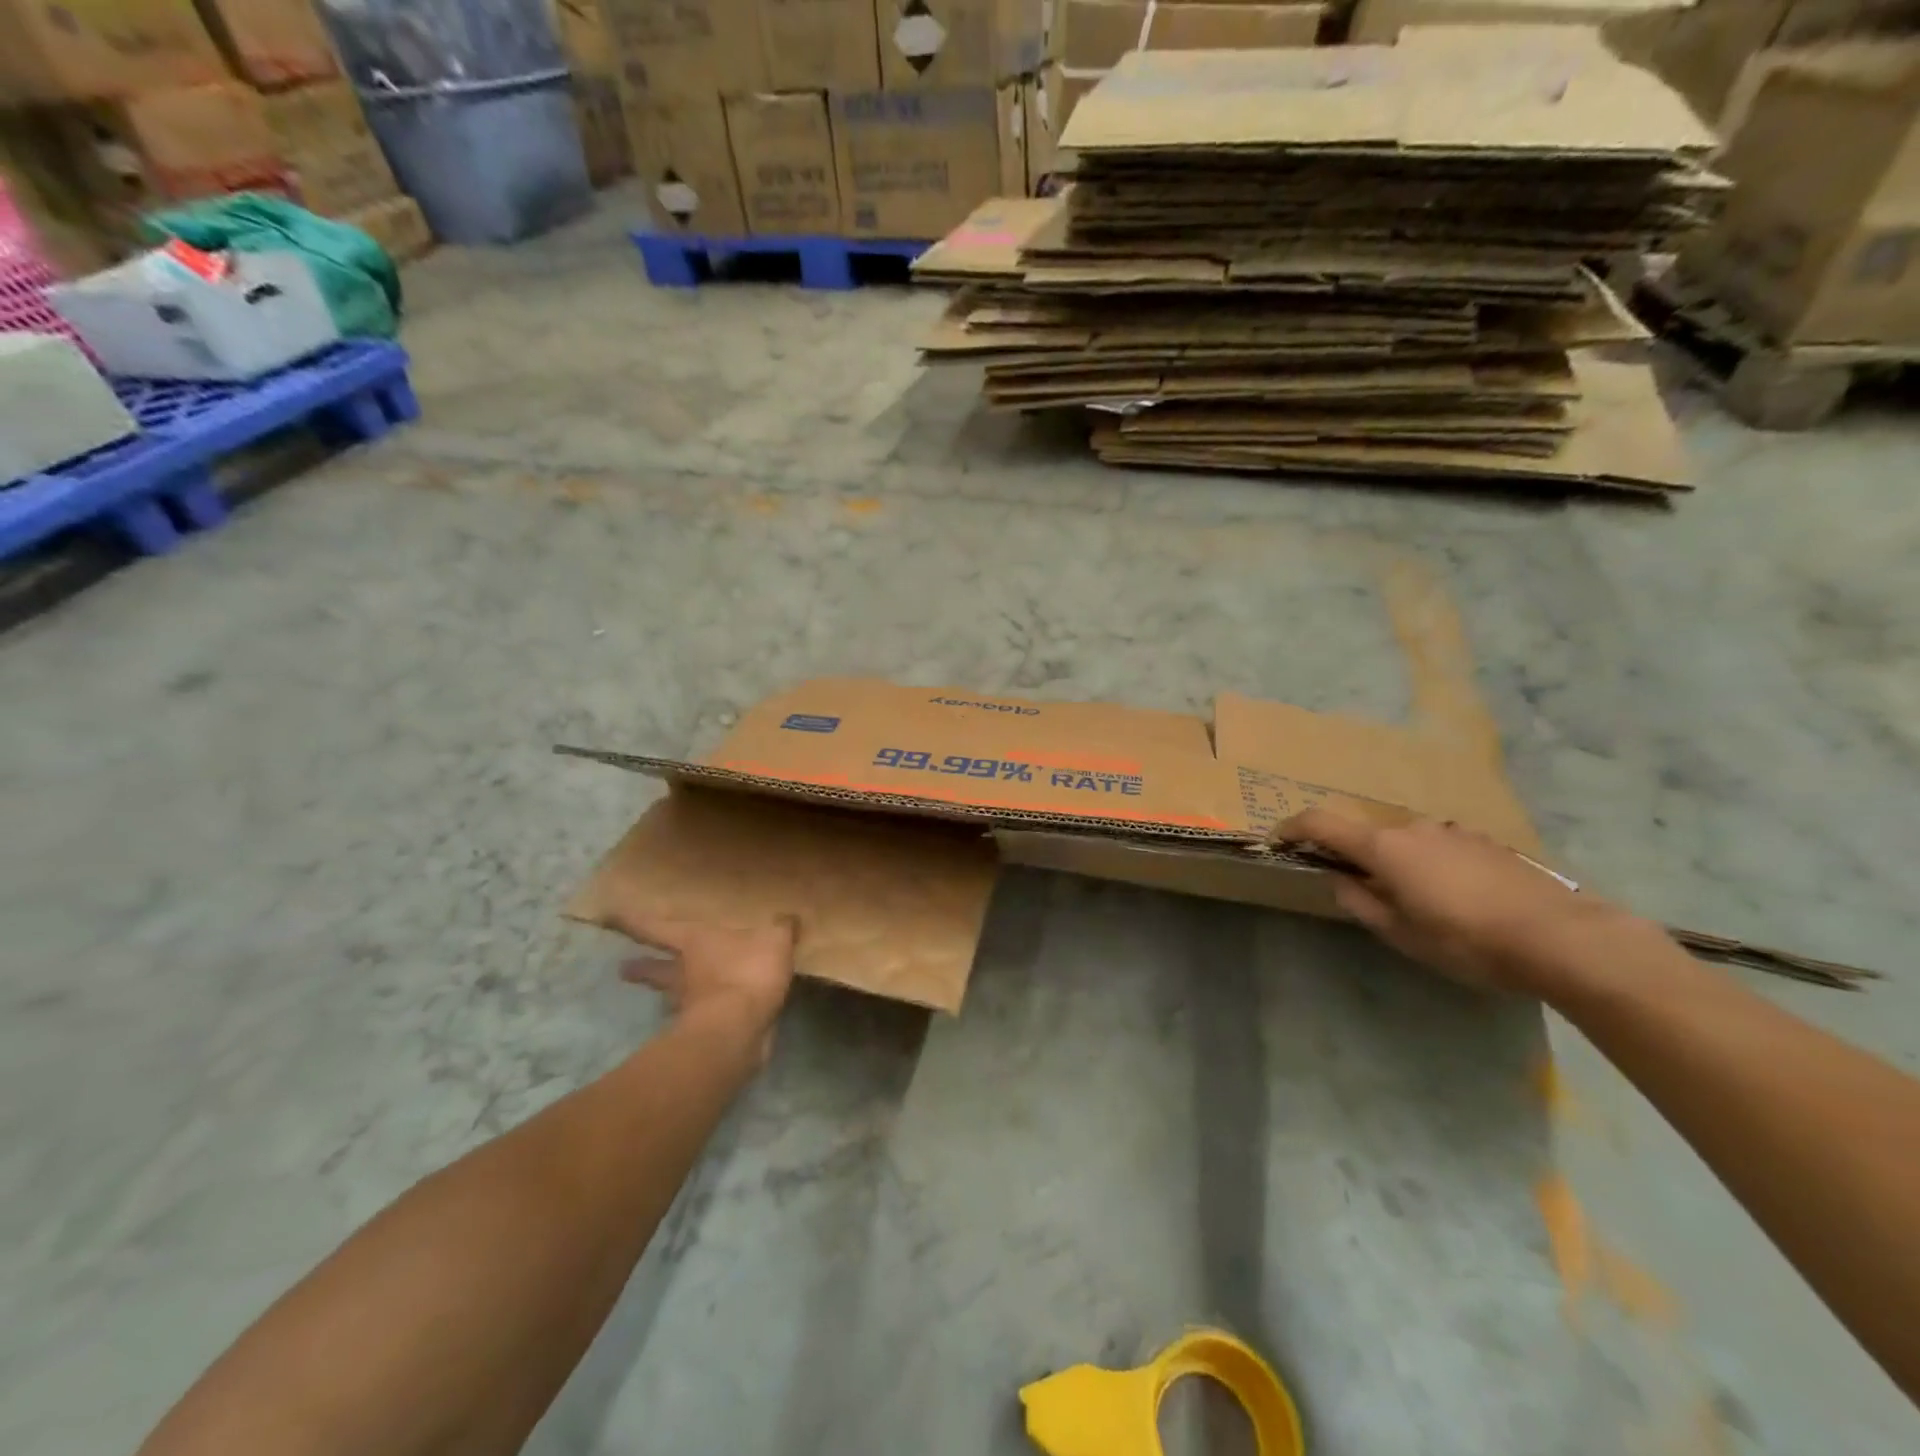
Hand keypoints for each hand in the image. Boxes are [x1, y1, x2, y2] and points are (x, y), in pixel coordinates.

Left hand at [599, 904, 797, 1056]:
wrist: (738, 1030)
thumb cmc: (747, 972)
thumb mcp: (774, 939)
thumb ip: (781, 928)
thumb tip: (787, 918)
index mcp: (693, 943)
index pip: (656, 928)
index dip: (633, 921)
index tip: (608, 915)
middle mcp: (683, 974)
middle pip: (656, 970)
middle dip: (641, 969)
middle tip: (624, 968)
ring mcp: (690, 1007)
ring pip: (673, 997)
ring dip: (671, 996)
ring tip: (672, 997)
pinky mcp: (704, 1034)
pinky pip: (703, 1019)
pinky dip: (706, 1017)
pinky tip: (718, 1018)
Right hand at [1276, 808, 1660, 994]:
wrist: (1563, 938)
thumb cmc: (1467, 941)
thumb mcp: (1402, 934)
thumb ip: (1361, 903)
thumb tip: (1340, 881)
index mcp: (1383, 847)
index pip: (1321, 823)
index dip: (1293, 827)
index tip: (1278, 839)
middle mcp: (1413, 828)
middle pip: (1366, 833)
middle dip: (1352, 855)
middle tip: (1357, 889)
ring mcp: (1452, 832)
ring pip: (1406, 841)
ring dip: (1395, 861)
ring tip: (1413, 900)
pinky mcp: (1485, 843)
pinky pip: (1438, 847)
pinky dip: (1428, 864)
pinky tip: (1454, 898)